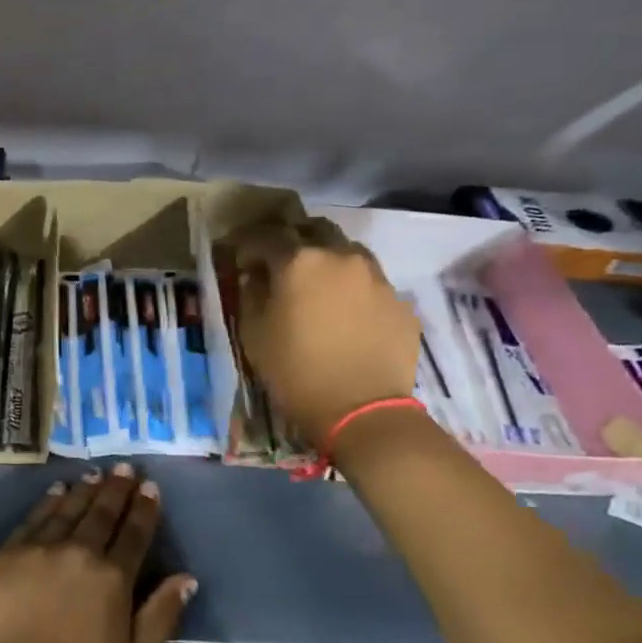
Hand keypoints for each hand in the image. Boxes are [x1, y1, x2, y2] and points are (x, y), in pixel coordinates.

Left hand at [0, 465, 196, 642]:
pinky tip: (58, 489)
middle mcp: (81, 552)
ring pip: (71, 508)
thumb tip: (187, 578)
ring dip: (87, 489)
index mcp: (113, 578)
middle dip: (117, 489)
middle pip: (103, 513)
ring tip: (97, 474)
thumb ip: (160, 616)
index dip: (145, 509)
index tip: (151, 487)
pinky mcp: (11, 550)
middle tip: (125, 467)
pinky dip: (51, 500)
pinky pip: (37, 516)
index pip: (135, 534)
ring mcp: (43, 547)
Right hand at [234, 222, 421, 446]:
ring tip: (318, 288)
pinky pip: (371, 285)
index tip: (241, 259)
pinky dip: (353, 291)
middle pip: (315, 230)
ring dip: (328, 262)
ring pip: (348, 253)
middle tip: (281, 265)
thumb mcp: (254, 334)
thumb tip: (256, 277)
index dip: (249, 244)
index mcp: (300, 261)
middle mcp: (342, 257)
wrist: (363, 411)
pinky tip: (346, 317)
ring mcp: (377, 278)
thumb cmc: (296, 372)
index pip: (267, 236)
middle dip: (294, 241)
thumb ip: (252, 294)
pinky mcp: (401, 303)